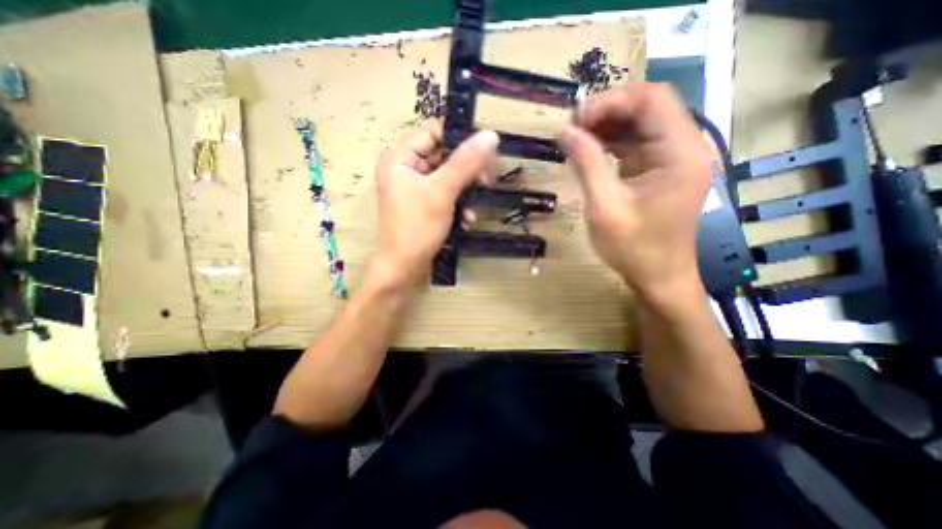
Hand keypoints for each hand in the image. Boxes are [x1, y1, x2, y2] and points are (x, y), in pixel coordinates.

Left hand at [370, 120, 495, 288]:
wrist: (404, 268)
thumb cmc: (417, 229)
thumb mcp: (442, 193)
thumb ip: (465, 163)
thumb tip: (490, 135)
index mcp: (400, 158)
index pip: (434, 132)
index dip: (460, 138)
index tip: (486, 152)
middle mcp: (406, 168)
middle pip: (444, 155)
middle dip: (467, 171)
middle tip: (486, 182)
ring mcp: (415, 187)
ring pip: (448, 177)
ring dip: (465, 191)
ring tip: (474, 207)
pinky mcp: (424, 203)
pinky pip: (445, 194)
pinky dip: (458, 204)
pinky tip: (467, 219)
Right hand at [558, 84, 705, 304]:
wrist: (658, 277)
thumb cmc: (634, 249)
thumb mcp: (605, 207)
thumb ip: (587, 165)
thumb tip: (565, 131)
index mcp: (680, 153)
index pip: (650, 100)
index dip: (610, 101)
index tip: (575, 120)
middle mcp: (683, 148)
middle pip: (646, 108)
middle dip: (606, 113)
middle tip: (571, 130)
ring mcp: (671, 159)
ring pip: (638, 125)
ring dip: (606, 128)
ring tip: (574, 141)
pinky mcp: (659, 171)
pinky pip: (634, 145)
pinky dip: (610, 145)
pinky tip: (588, 153)